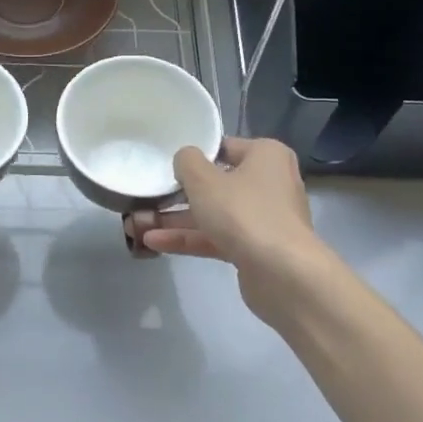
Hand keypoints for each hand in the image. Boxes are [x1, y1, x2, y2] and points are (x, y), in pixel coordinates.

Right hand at [135, 137, 327, 328]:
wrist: (283, 274)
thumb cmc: (244, 213)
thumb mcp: (204, 180)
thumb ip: (187, 162)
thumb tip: (185, 159)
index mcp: (266, 156)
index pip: (224, 147)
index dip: (193, 156)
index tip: (165, 166)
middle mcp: (269, 183)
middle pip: (217, 183)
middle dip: (179, 194)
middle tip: (147, 197)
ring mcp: (263, 219)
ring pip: (214, 213)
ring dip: (177, 219)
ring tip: (139, 224)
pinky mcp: (255, 249)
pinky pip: (217, 237)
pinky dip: (189, 239)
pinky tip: (154, 243)